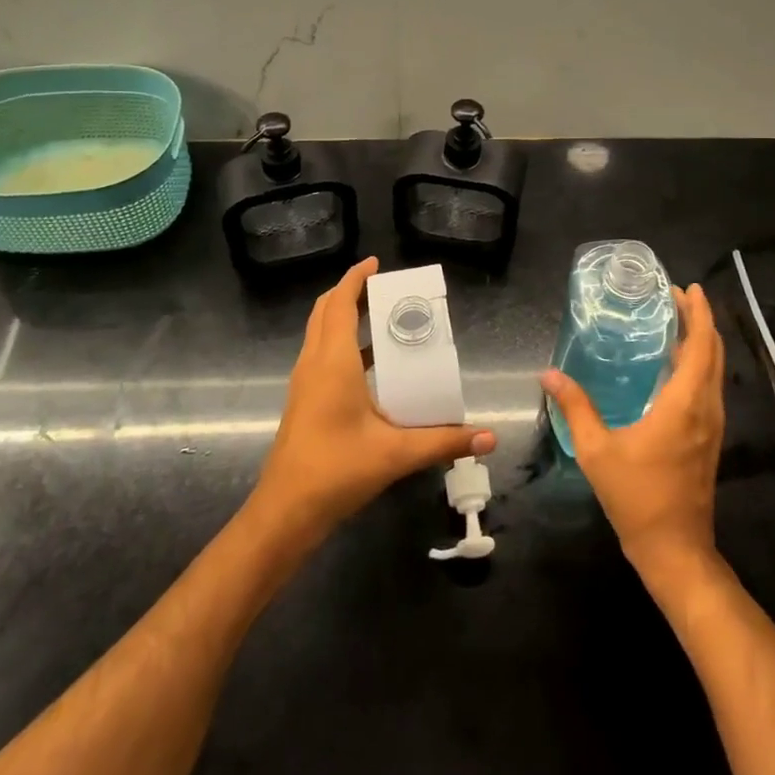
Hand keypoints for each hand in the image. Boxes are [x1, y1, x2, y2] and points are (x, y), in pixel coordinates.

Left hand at [253, 257, 496, 540]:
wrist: (285, 511)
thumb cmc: (337, 469)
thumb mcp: (396, 453)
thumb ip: (444, 441)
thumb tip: (489, 437)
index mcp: (333, 361)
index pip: (340, 303)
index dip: (355, 278)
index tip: (376, 262)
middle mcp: (314, 363)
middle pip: (326, 311)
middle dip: (351, 292)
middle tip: (384, 288)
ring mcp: (305, 382)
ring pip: (320, 333)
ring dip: (344, 317)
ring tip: (382, 318)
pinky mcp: (304, 401)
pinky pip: (321, 355)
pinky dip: (342, 344)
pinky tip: (371, 366)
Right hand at [540, 284, 724, 582]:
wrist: (675, 549)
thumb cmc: (637, 497)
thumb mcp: (597, 451)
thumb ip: (575, 408)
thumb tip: (549, 374)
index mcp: (685, 404)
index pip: (701, 346)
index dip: (698, 314)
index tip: (687, 289)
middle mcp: (706, 408)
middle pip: (713, 353)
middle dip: (701, 321)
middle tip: (678, 297)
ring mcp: (712, 425)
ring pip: (715, 372)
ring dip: (702, 343)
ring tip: (677, 322)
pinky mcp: (709, 439)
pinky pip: (710, 388)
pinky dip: (699, 365)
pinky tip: (675, 366)